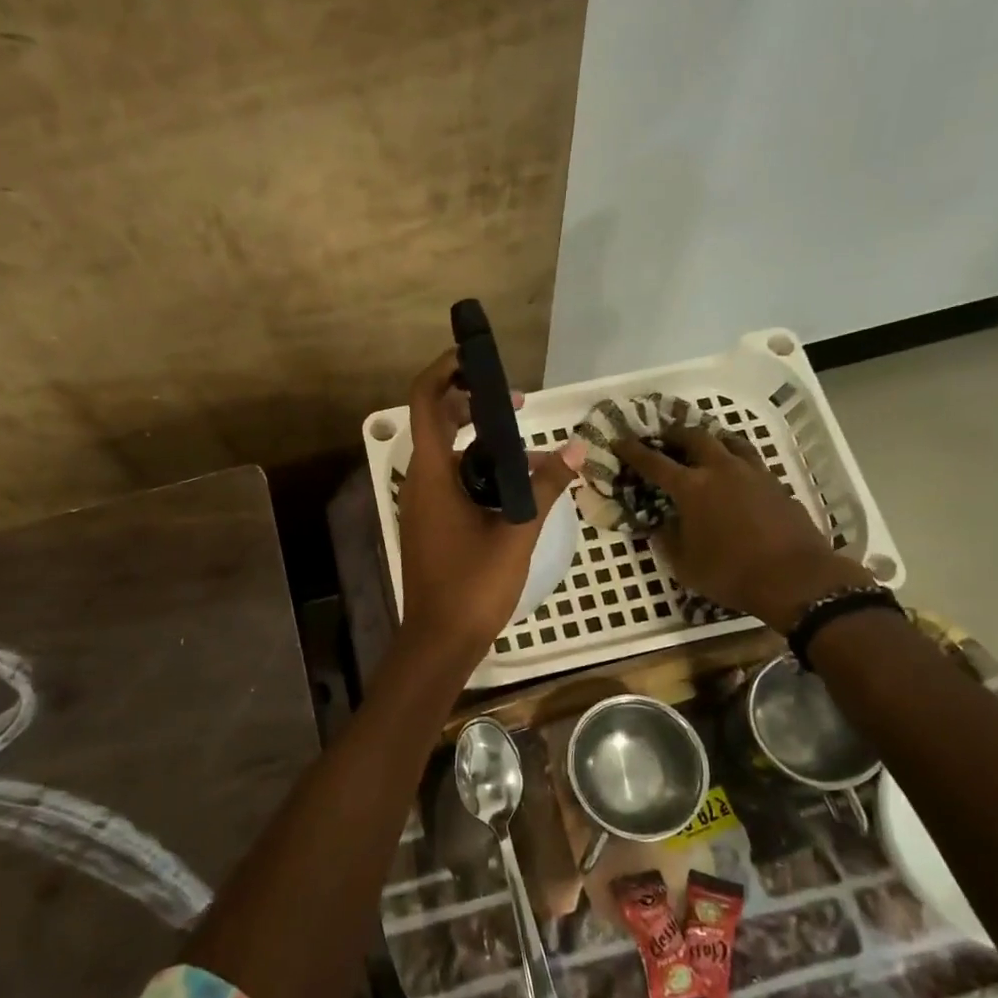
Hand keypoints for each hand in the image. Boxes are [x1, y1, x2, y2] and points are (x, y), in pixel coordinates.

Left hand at [396, 350, 584, 665]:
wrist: (441, 640)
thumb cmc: (473, 586)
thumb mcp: (516, 532)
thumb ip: (545, 487)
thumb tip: (576, 450)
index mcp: (432, 474)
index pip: (427, 401)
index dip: (446, 370)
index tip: (476, 357)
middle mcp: (422, 481)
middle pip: (437, 422)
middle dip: (473, 403)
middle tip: (517, 405)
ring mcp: (424, 503)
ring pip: (449, 454)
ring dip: (483, 442)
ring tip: (529, 448)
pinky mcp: (433, 523)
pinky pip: (454, 480)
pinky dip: (480, 471)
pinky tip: (516, 485)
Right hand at [615, 426, 869, 628]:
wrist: (796, 578)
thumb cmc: (731, 573)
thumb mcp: (684, 565)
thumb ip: (667, 539)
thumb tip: (660, 525)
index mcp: (691, 487)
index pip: (654, 462)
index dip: (633, 451)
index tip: (619, 441)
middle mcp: (720, 469)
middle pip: (694, 437)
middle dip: (673, 435)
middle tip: (663, 440)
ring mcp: (752, 472)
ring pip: (727, 440)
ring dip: (709, 439)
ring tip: (701, 447)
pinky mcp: (775, 482)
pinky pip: (749, 458)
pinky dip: (734, 457)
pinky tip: (733, 472)